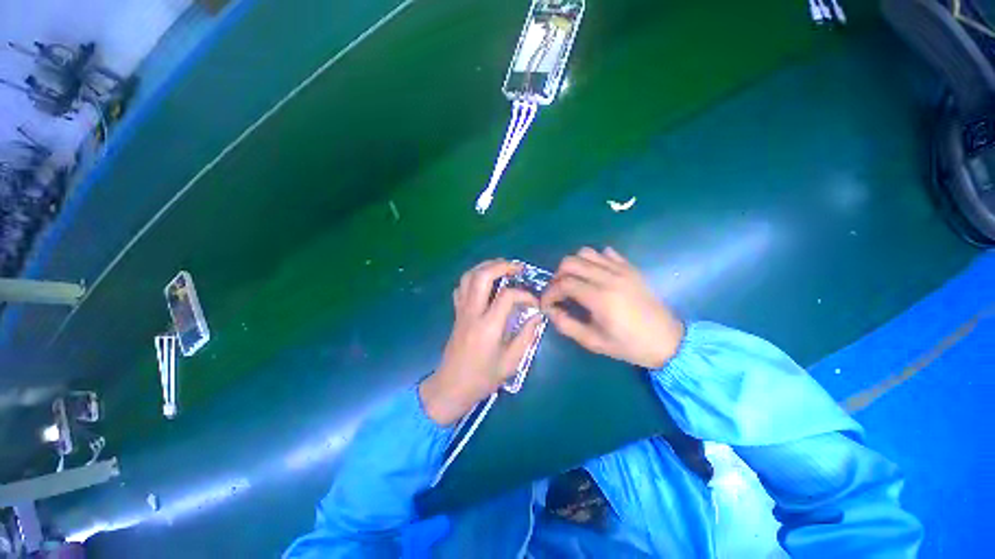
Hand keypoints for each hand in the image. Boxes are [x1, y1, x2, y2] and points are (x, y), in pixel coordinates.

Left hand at [420, 260, 542, 425]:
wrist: (451, 387)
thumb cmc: (482, 378)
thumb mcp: (511, 362)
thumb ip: (526, 336)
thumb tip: (537, 315)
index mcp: (488, 326)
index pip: (507, 296)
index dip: (524, 294)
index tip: (534, 303)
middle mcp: (472, 313)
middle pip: (482, 276)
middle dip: (501, 266)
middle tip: (518, 267)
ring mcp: (461, 311)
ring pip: (468, 277)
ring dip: (486, 267)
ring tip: (502, 267)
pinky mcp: (456, 313)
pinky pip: (461, 287)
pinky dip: (473, 278)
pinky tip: (484, 283)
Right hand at [541, 247, 684, 369]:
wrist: (667, 341)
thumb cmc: (629, 345)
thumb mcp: (593, 342)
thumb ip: (566, 325)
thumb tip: (550, 310)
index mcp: (599, 298)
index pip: (563, 284)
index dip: (549, 292)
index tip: (546, 303)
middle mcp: (608, 277)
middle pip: (571, 262)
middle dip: (557, 276)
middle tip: (559, 292)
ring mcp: (621, 270)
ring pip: (586, 253)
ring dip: (574, 265)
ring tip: (574, 282)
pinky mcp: (630, 268)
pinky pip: (606, 253)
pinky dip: (594, 260)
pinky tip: (594, 275)